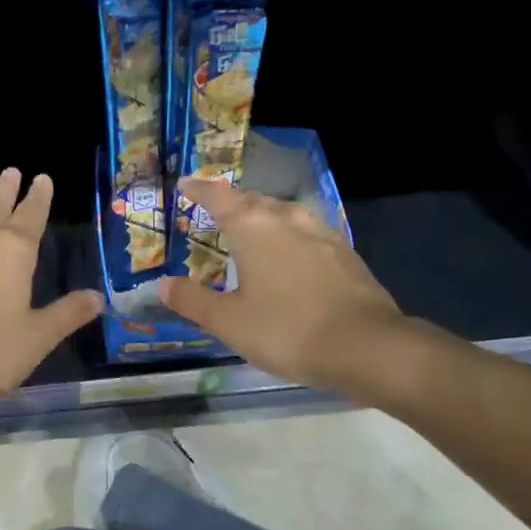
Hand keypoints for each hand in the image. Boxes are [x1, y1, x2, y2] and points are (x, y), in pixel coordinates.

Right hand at [162, 177, 404, 396]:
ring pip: (284, 213)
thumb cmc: (287, 330)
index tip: (185, 184)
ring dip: (264, 217)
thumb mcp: (229, 322)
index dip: (198, 189)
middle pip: (253, 200)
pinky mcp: (345, 252)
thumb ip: (193, 301)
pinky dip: (289, 236)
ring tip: (252, 231)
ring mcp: (321, 232)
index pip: (218, 197)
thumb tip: (164, 284)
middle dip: (232, 203)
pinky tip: (291, 256)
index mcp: (253, 227)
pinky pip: (307, 232)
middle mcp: (287, 218)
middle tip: (216, 214)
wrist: (366, 346)